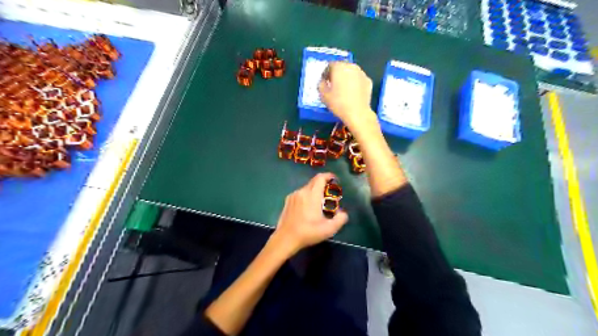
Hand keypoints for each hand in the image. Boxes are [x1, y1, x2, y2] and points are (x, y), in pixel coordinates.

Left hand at [273, 172, 351, 254]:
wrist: (285, 238)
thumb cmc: (308, 232)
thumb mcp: (329, 229)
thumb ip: (340, 219)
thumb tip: (343, 213)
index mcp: (312, 195)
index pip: (321, 178)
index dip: (329, 176)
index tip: (335, 180)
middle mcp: (302, 191)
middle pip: (314, 181)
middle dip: (323, 184)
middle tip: (330, 193)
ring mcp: (293, 195)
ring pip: (307, 188)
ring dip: (314, 191)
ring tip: (319, 203)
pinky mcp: (287, 201)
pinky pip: (300, 194)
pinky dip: (306, 196)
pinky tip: (308, 208)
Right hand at [318, 61, 371, 126]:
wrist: (357, 113)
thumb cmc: (338, 103)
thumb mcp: (323, 95)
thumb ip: (321, 84)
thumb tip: (323, 81)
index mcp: (339, 67)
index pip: (330, 65)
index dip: (326, 73)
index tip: (325, 82)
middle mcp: (351, 66)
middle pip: (342, 67)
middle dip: (337, 74)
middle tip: (334, 85)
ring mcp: (361, 73)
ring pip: (351, 72)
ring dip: (346, 78)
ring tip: (343, 89)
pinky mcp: (368, 81)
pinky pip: (358, 79)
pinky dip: (355, 83)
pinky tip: (353, 93)